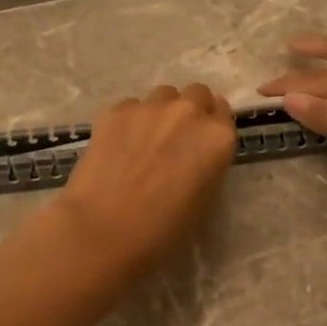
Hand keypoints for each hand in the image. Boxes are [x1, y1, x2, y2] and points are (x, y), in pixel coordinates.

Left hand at [58, 83, 236, 276]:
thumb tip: (194, 157)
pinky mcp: (116, 111)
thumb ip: (207, 166)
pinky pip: (131, 107)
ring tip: (146, 141)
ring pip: (163, 95)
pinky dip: (130, 122)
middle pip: (197, 94)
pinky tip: (118, 148)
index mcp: (217, 137)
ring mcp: (150, 107)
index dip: (212, 126)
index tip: (201, 142)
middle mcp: (188, 112)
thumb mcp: (204, 201)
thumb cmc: (162, 231)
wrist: (104, 231)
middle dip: (190, 111)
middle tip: (176, 140)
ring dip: (161, 111)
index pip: (223, 113)